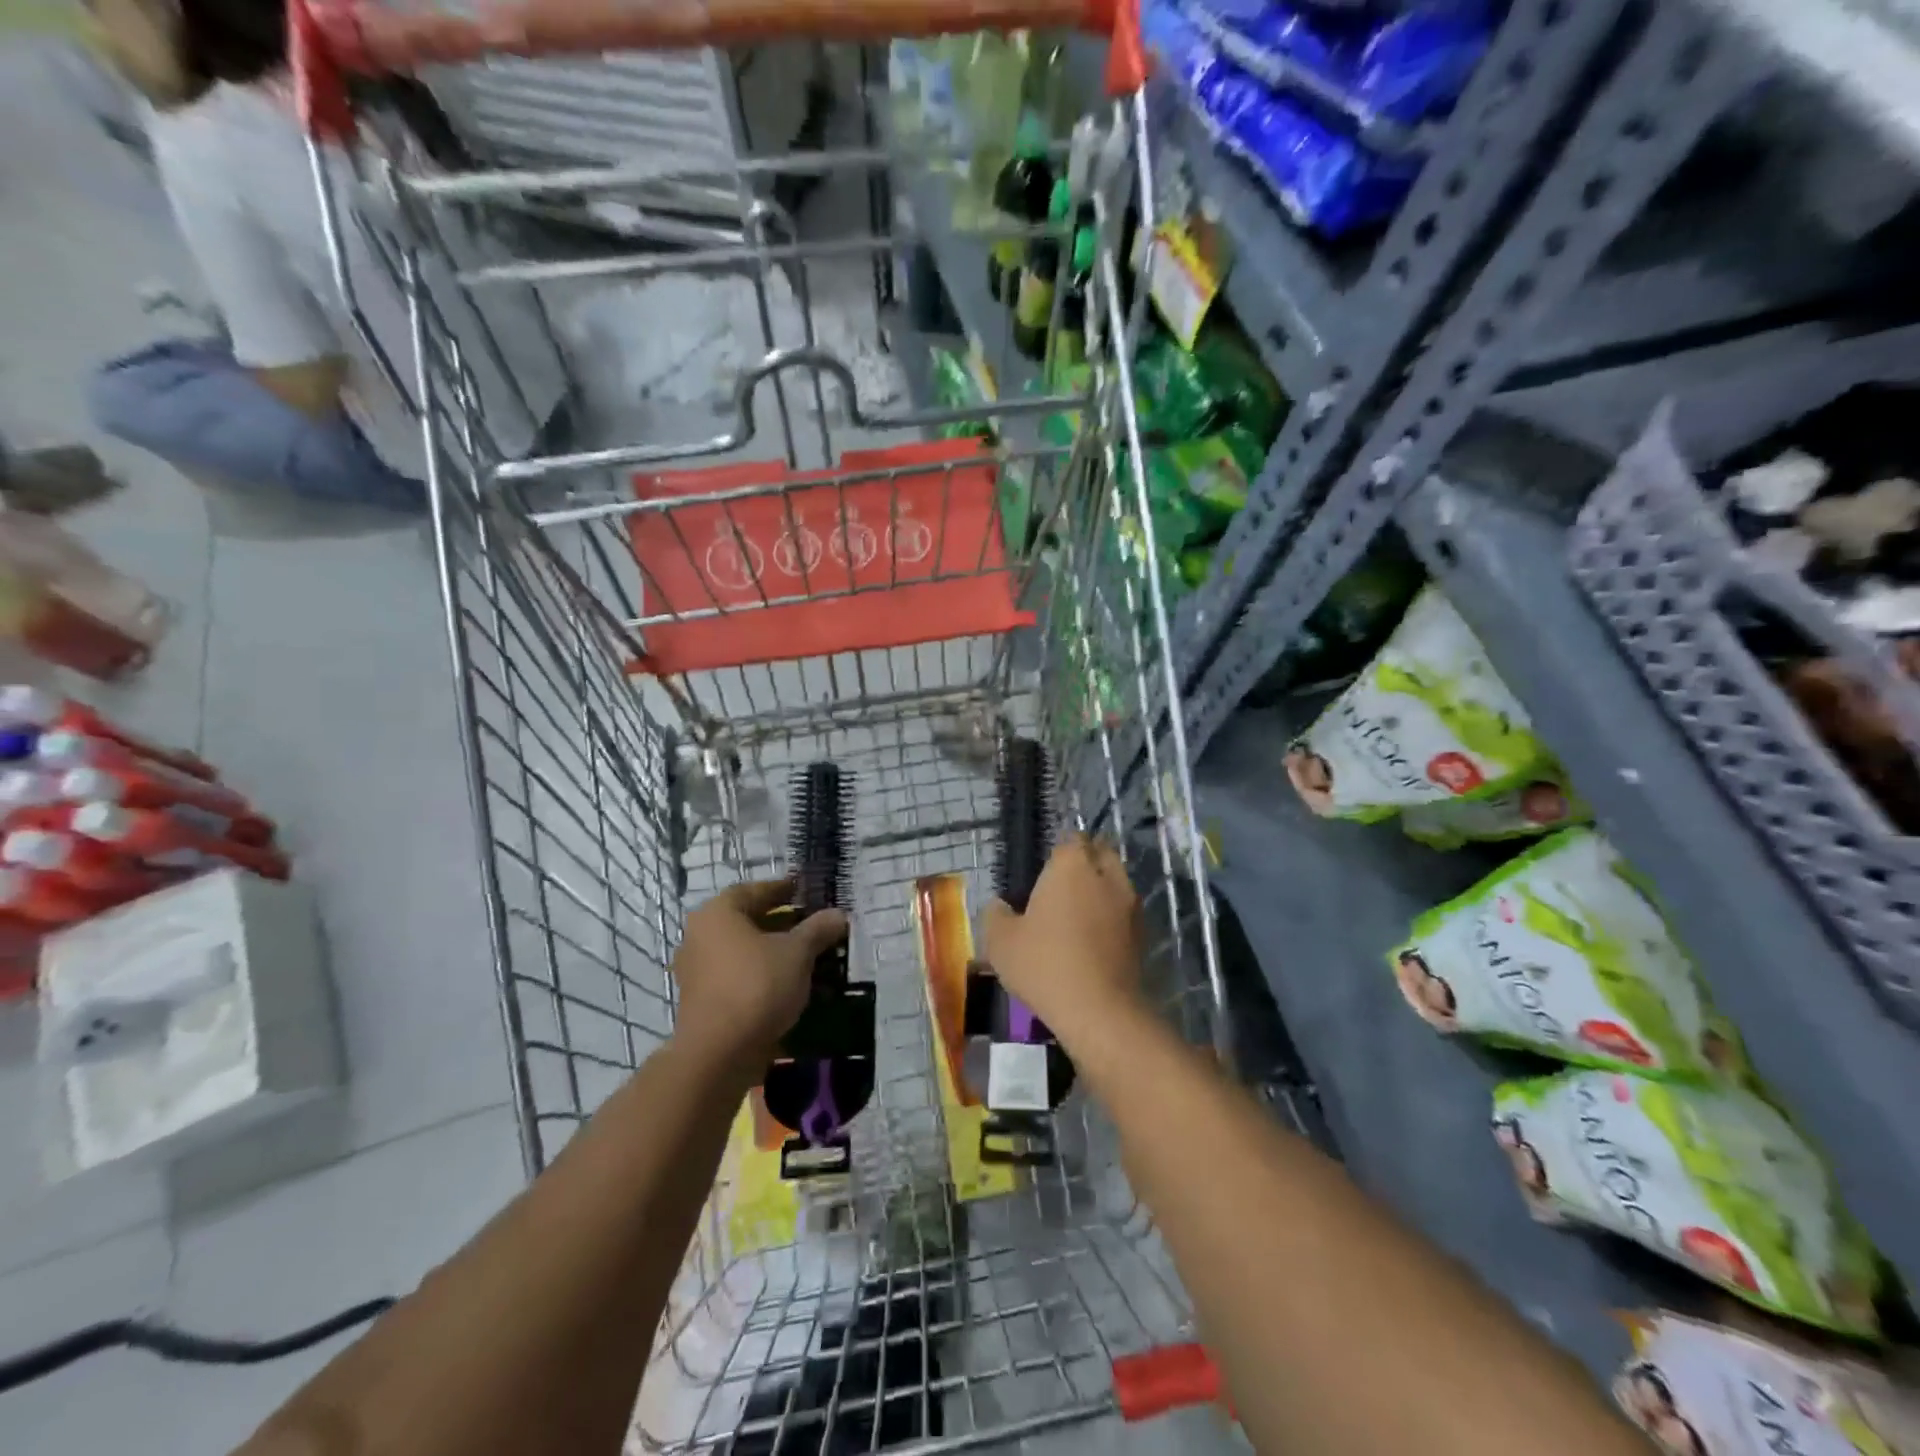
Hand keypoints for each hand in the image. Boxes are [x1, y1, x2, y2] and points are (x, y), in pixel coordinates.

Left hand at [670, 880, 847, 1064]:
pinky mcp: (702, 1000)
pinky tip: (789, 983)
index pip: (755, 890)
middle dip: (783, 922)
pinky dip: (762, 973)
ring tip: (809, 956)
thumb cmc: (757, 986)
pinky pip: (738, 975)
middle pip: (748, 920)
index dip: (785, 889)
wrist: (718, 1055)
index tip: (808, 892)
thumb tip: (838, 914)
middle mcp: (700, 935)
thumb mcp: (797, 952)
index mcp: (718, 913)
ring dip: (774, 950)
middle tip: (815, 925)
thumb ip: (818, 929)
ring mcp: (697, 970)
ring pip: (744, 950)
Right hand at [982, 835, 1144, 1042]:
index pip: (1071, 839)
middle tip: (1060, 888)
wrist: (1099, 1012)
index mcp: (1072, 866)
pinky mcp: (1143, 934)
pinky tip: (1092, 942)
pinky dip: (1112, 919)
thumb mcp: (1001, 941)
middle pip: (1101, 854)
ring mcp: (1130, 905)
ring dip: (1101, 891)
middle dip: (1085, 863)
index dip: (1058, 852)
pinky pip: (1124, 913)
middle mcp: (1107, 876)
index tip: (1043, 872)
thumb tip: (1000, 906)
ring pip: (1116, 883)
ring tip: (1076, 917)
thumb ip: (996, 915)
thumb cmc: (1045, 965)